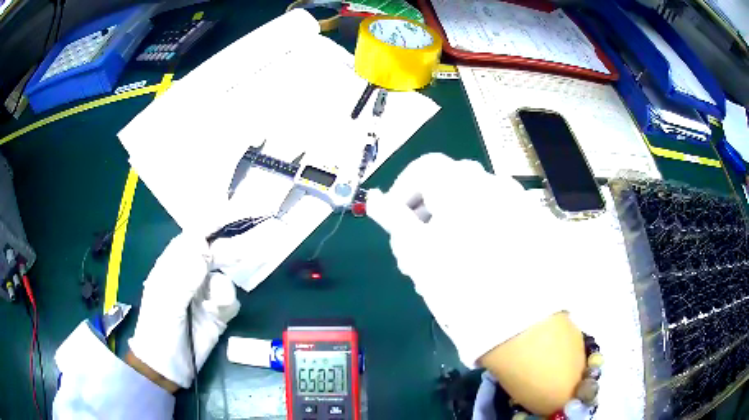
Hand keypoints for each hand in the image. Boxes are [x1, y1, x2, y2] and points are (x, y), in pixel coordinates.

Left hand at [128, 233, 239, 389]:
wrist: (168, 366)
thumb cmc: (158, 329)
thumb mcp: (165, 302)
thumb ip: (183, 276)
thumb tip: (203, 250)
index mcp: (172, 267)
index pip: (191, 238)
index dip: (209, 225)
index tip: (230, 215)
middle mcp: (190, 276)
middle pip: (213, 254)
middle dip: (225, 253)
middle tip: (238, 254)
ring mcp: (205, 295)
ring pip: (225, 278)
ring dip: (223, 290)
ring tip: (214, 306)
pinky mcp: (218, 313)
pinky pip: (231, 301)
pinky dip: (226, 306)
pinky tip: (216, 316)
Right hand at [367, 154, 585, 412]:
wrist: (519, 323)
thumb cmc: (459, 286)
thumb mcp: (417, 252)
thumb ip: (394, 218)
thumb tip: (375, 198)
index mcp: (461, 185)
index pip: (424, 167)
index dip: (403, 190)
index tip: (395, 219)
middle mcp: (491, 183)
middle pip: (448, 183)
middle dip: (427, 210)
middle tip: (417, 246)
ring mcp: (515, 202)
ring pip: (472, 200)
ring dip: (452, 219)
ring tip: (446, 257)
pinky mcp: (531, 222)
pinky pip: (496, 213)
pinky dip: (478, 226)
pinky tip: (476, 258)